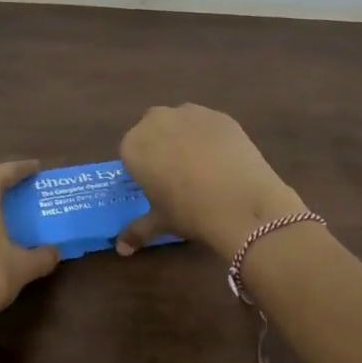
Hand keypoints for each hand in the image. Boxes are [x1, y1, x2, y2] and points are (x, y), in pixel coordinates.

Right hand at [115, 104, 305, 257]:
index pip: (130, 152)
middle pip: (153, 130)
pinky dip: (211, 137)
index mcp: (134, 145)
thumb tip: (121, 249)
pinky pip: (207, 124)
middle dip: (161, 147)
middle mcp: (156, 121)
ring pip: (181, 123)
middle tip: (177, 175)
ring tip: (203, 166)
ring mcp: (190, 113)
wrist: (240, 203)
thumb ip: (137, 230)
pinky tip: (224, 160)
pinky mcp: (220, 115)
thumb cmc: (189, 212)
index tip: (155, 185)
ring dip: (185, 138)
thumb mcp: (160, 222)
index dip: (143, 168)